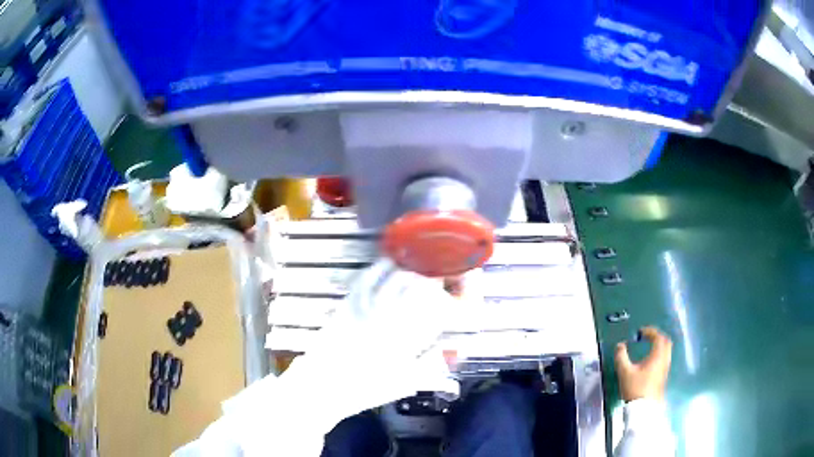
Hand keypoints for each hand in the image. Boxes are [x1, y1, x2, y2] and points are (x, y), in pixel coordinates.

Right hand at [614, 326, 672, 401]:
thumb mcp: (624, 372)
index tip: (641, 332)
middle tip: (647, 337)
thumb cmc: (635, 388)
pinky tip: (651, 361)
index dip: (650, 331)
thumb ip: (621, 357)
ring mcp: (665, 368)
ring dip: (659, 346)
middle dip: (657, 336)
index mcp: (657, 355)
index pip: (658, 337)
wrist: (644, 408)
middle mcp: (664, 359)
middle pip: (666, 342)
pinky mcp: (664, 376)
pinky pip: (665, 358)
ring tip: (649, 347)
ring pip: (667, 350)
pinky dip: (659, 354)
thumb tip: (619, 345)